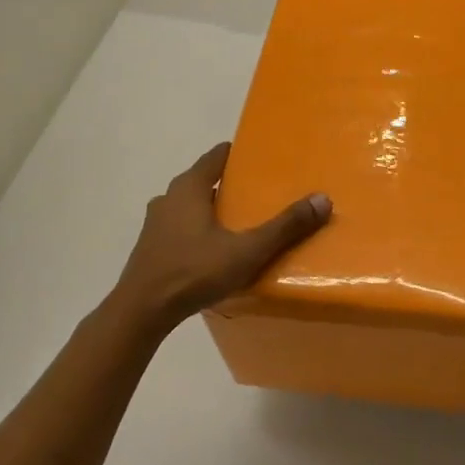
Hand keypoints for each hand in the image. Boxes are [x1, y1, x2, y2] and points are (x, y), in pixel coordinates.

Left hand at [111, 143, 330, 332]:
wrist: (142, 310)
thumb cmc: (194, 271)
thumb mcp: (247, 250)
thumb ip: (284, 226)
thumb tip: (322, 199)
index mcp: (189, 188)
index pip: (217, 156)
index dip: (239, 154)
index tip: (263, 158)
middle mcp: (169, 197)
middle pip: (204, 180)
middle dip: (231, 183)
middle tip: (261, 192)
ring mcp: (157, 223)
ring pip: (191, 205)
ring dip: (214, 208)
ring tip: (243, 222)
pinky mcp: (152, 246)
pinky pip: (182, 227)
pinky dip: (200, 229)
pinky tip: (216, 248)